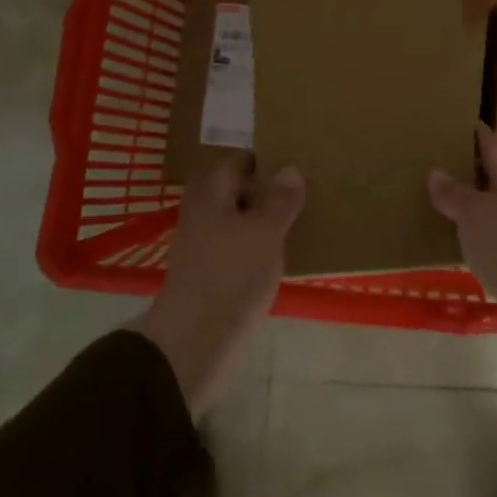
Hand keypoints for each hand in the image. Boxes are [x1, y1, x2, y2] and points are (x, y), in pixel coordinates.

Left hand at [133, 154, 304, 418]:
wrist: (197, 337)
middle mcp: (201, 214)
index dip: (262, 159)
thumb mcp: (266, 231)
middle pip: (233, 191)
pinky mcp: (209, 273)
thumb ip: (280, 200)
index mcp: (210, 194)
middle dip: (263, 190)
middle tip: (299, 190)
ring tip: (296, 220)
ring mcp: (202, 245)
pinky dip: (254, 244)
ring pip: (235, 220)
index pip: (235, 162)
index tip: (292, 160)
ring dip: (260, 219)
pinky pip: (235, 247)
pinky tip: (277, 254)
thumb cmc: (233, 273)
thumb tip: (290, 168)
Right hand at [428, 125, 496, 412]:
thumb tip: (436, 172)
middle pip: (494, 182)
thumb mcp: (476, 214)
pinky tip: (453, 247)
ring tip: (437, 204)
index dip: (480, 134)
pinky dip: (471, 243)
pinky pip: (489, 248)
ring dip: (469, 210)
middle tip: (436, 162)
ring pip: (491, 217)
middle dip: (470, 172)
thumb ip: (455, 194)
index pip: (495, 148)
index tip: (462, 120)